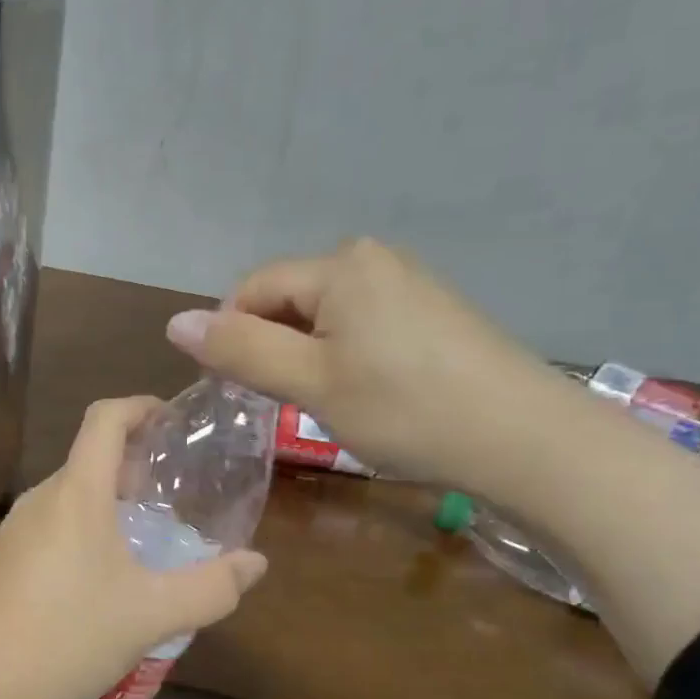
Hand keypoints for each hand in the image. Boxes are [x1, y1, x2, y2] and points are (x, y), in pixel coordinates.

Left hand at [0, 396, 268, 698]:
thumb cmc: (68, 639)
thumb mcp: (152, 615)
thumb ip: (211, 588)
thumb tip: (256, 563)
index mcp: (76, 493)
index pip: (105, 419)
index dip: (140, 406)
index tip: (173, 420)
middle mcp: (40, 499)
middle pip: (89, 457)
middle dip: (134, 462)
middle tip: (176, 490)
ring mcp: (15, 530)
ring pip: (71, 495)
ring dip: (110, 500)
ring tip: (147, 535)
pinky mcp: (3, 561)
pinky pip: (52, 526)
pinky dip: (85, 528)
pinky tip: (104, 576)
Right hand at [165, 238, 565, 490]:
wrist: (525, 440)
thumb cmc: (406, 410)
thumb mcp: (311, 383)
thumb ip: (240, 349)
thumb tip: (174, 323)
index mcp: (339, 266)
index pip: (251, 290)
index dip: (231, 339)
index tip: (240, 393)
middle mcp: (371, 258)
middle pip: (287, 299)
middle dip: (272, 347)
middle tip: (286, 404)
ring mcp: (406, 282)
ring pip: (321, 315)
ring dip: (305, 355)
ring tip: (326, 402)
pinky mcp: (429, 310)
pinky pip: (359, 323)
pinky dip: (342, 355)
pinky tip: (366, 392)